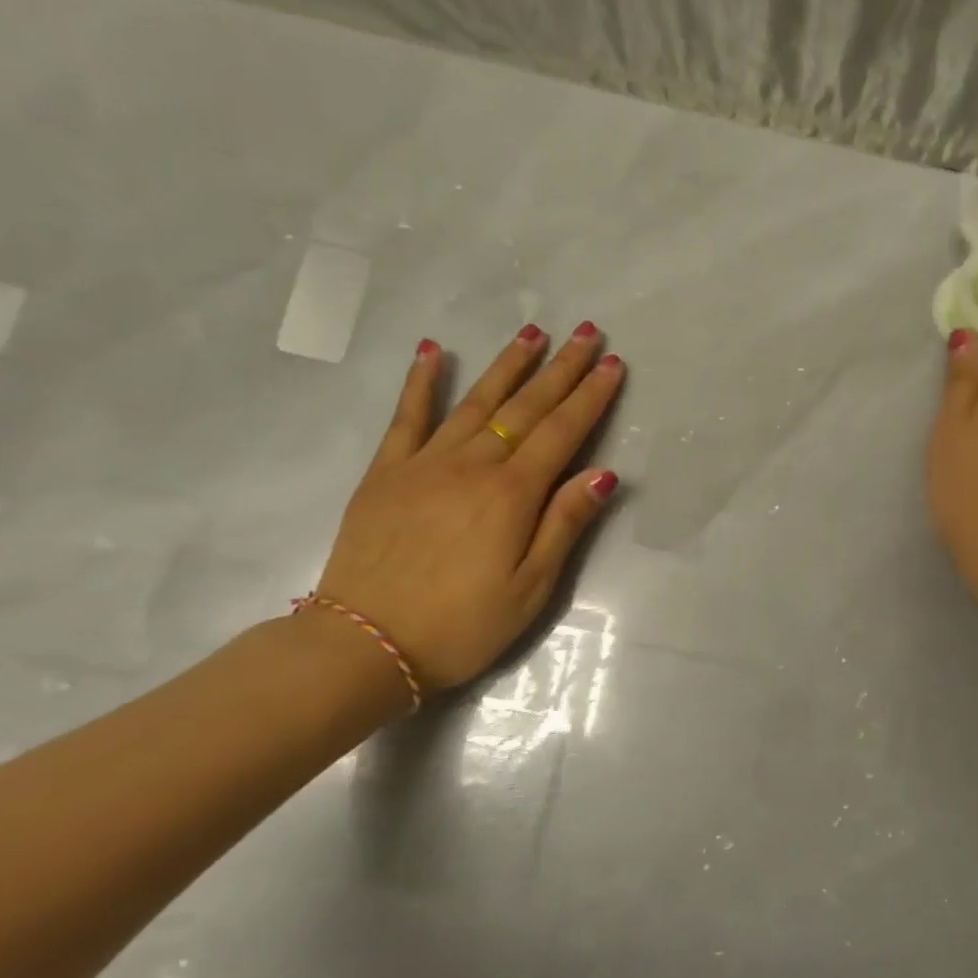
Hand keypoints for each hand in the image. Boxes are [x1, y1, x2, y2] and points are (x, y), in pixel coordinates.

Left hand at [314, 323, 623, 693]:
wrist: (365, 645)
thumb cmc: (461, 626)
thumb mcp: (531, 589)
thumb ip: (564, 525)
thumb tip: (603, 474)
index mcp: (512, 494)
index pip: (563, 432)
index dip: (591, 396)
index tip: (613, 363)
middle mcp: (472, 465)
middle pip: (526, 407)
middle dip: (562, 368)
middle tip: (588, 332)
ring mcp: (425, 463)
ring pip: (476, 401)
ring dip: (508, 364)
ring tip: (533, 332)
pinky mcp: (386, 472)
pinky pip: (407, 416)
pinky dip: (420, 381)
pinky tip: (432, 350)